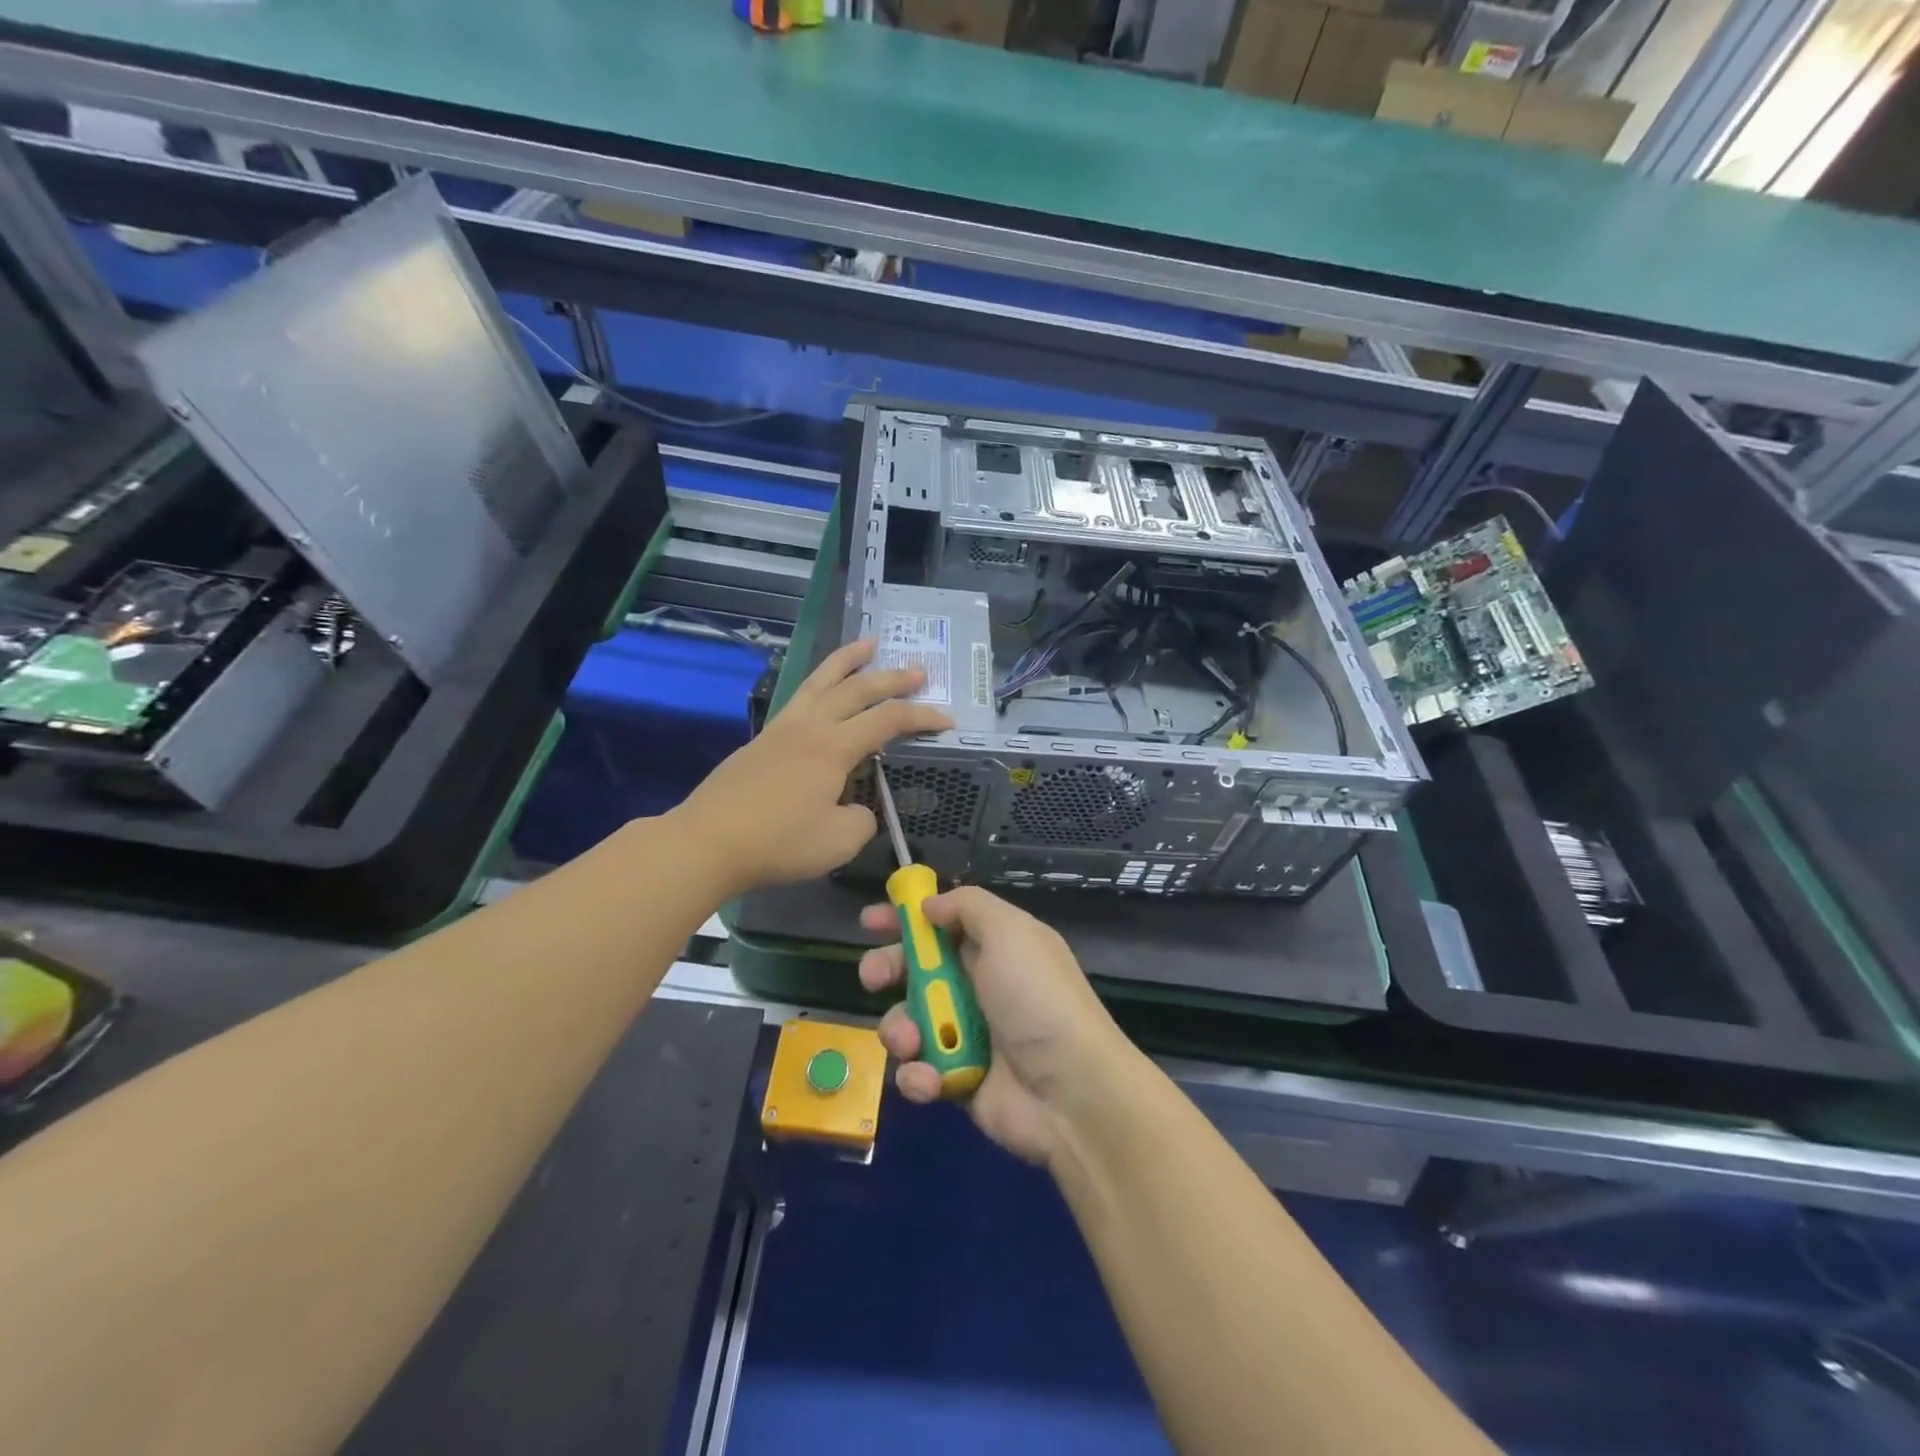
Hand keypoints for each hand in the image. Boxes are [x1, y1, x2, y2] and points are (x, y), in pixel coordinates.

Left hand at [672, 639, 951, 893]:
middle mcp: (811, 726)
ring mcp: (783, 727)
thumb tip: (858, 808)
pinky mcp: (764, 737)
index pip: (889, 721)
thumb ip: (862, 820)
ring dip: (849, 660)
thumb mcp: (839, 841)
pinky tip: (822, 687)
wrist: (709, 841)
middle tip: (919, 672)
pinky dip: (820, 681)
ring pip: (822, 680)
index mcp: (834, 747)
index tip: (947, 720)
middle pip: (858, 689)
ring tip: (869, 643)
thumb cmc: (779, 842)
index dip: (922, 717)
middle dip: (892, 679)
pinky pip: (801, 694)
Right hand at [859, 887, 1135, 1166]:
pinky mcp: (956, 1080)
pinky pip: (919, 1070)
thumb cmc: (1036, 998)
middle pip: (915, 969)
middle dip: (887, 968)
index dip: (905, 918)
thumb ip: (967, 906)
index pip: (941, 923)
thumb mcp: (1010, 931)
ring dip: (900, 1028)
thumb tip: (929, 906)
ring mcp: (965, 1034)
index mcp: (993, 946)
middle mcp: (977, 985)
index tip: (870, 921)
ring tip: (910, 1040)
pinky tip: (932, 1080)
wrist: (1070, 1092)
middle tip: (872, 977)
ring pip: (908, 1020)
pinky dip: (918, 1075)